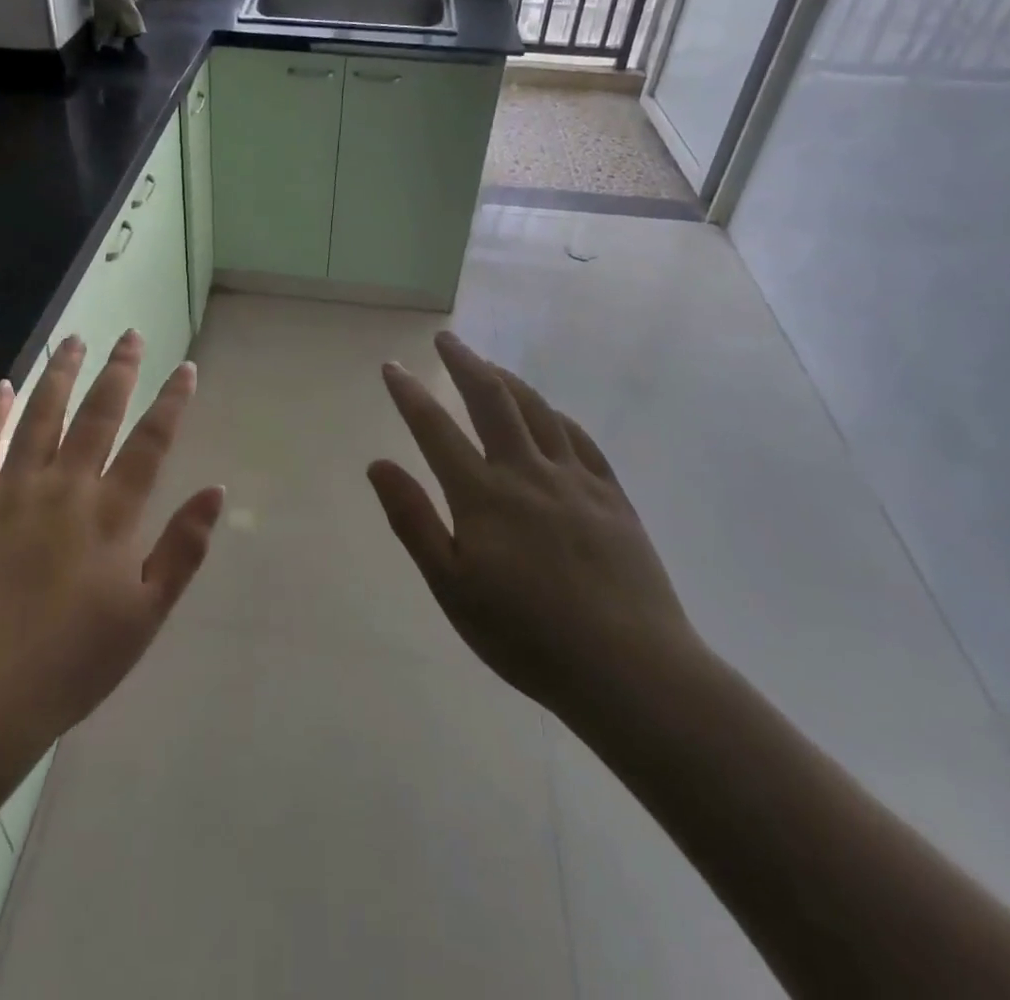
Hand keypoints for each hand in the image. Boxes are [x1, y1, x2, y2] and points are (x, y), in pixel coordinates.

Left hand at [0, 332, 224, 740]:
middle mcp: (66, 487)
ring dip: (61, 374)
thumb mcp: (146, 615)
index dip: (171, 402)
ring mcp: (12, 490)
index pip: (151, 442)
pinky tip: (3, 387)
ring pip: (41, 416)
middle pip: (98, 414)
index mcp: (111, 514)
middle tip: (131, 334)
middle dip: (119, 370)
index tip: (185, 367)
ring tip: (74, 340)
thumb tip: (216, 491)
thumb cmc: (71, 663)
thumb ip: (183, 549)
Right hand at [369, 332, 700, 732]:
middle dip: (465, 363)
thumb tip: (378, 463)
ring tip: (489, 366)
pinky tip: (549, 414)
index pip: (435, 429)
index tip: (392, 367)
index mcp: (483, 495)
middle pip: (492, 400)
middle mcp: (527, 473)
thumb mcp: (452, 588)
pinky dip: (556, 416)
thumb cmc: (527, 636)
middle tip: (446, 339)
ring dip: (508, 381)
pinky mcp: (612, 497)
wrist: (630, 670)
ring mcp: (575, 480)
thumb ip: (414, 521)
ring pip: (537, 411)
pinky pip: (580, 439)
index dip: (409, 394)